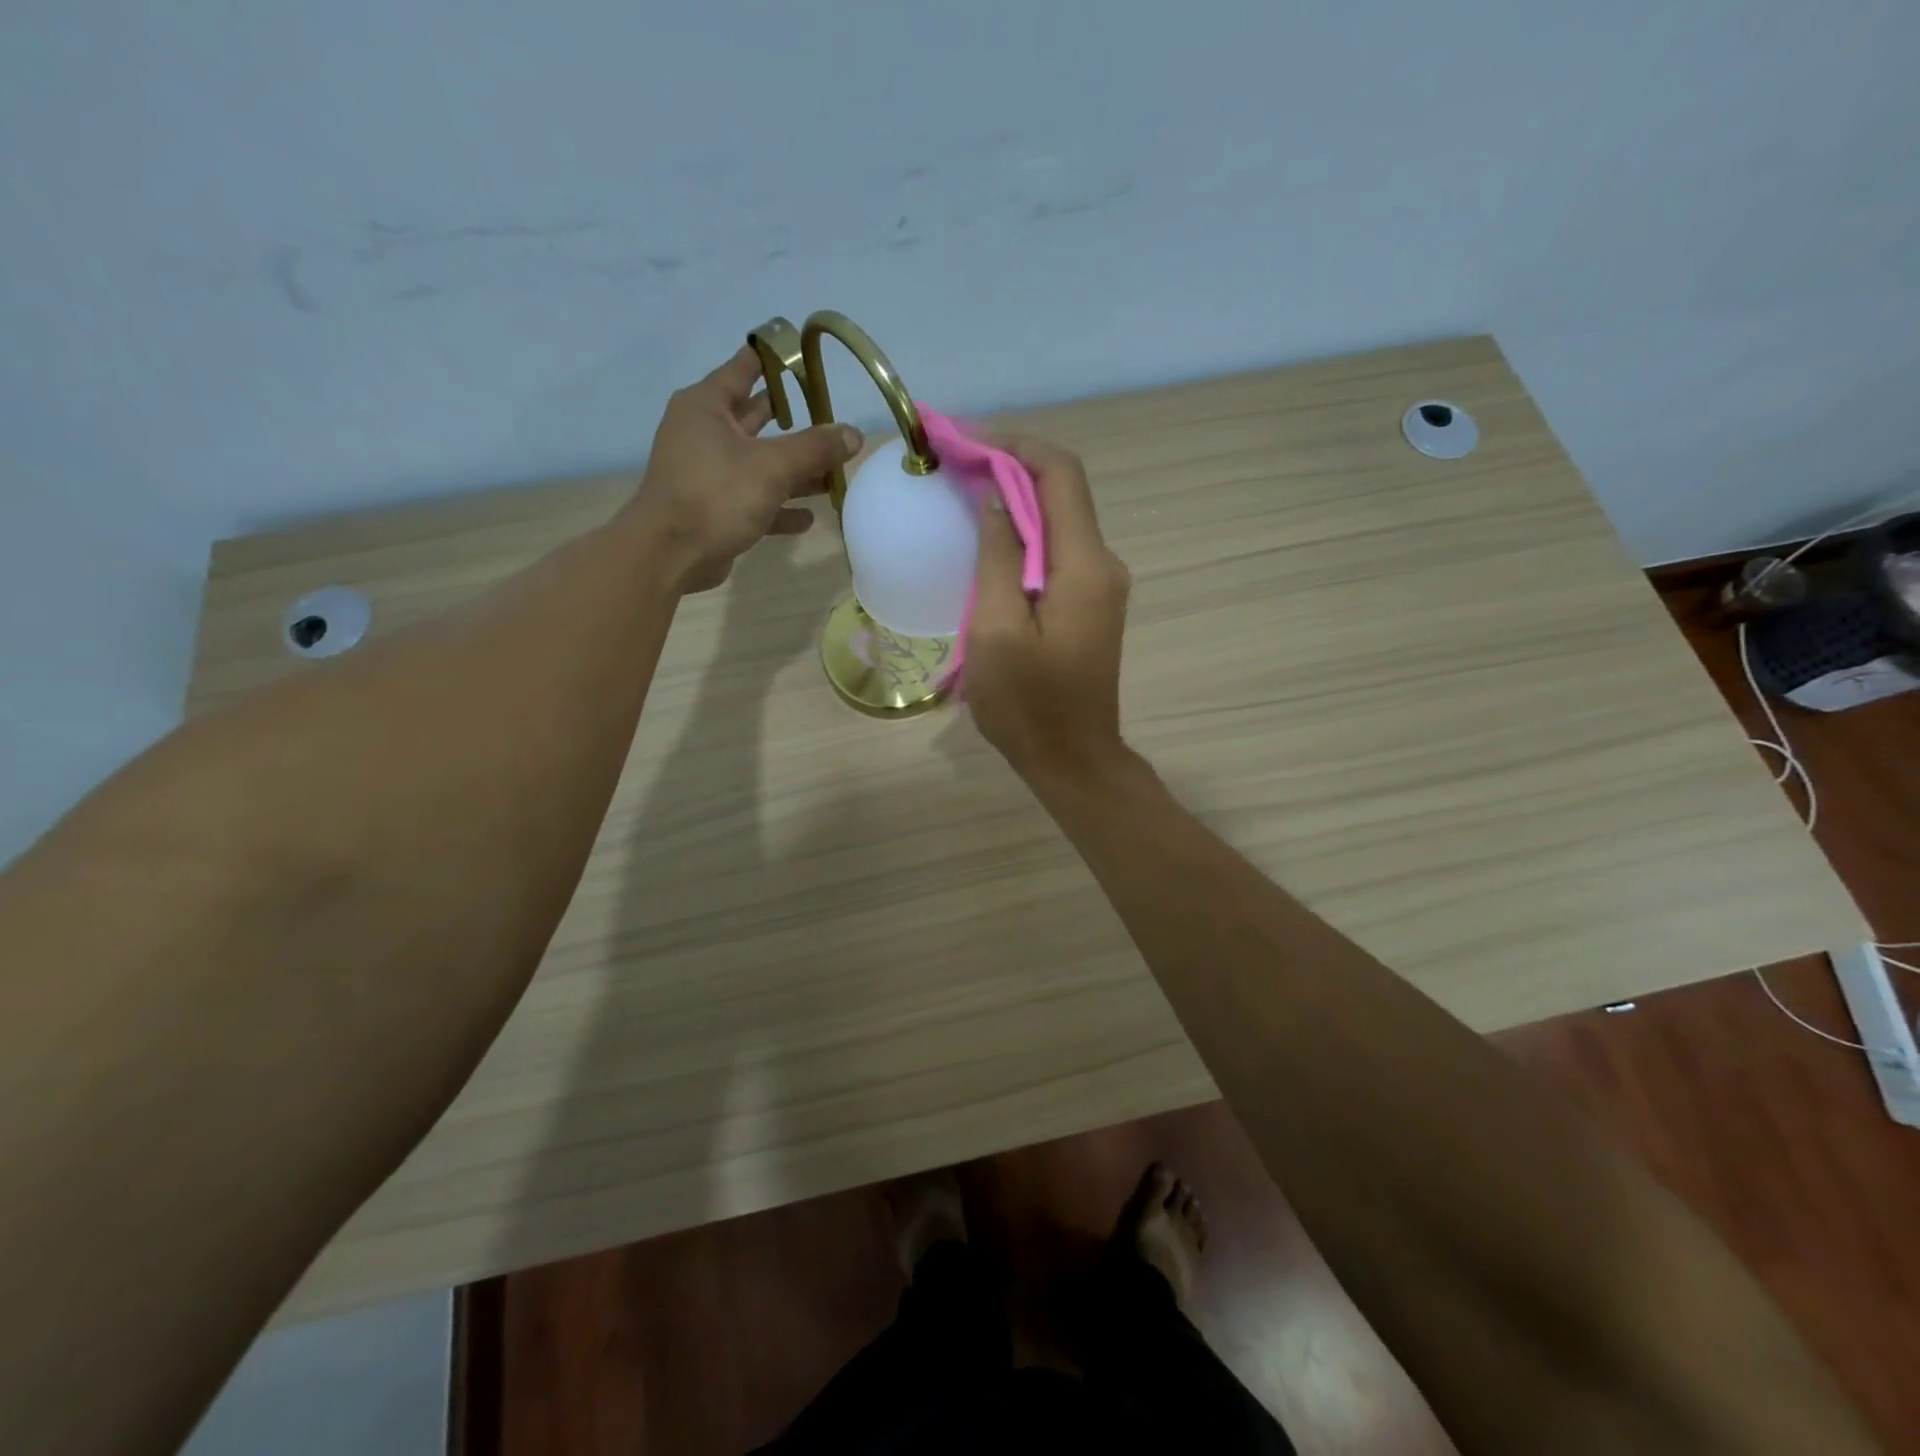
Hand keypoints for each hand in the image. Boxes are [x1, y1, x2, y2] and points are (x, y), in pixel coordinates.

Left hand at [630, 347, 862, 592]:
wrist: (672, 553)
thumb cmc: (717, 494)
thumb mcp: (773, 466)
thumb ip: (816, 448)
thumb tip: (854, 435)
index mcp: (708, 406)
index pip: (745, 368)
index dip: (774, 359)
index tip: (802, 352)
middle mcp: (705, 433)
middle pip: (757, 419)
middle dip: (795, 423)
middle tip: (830, 418)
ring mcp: (709, 473)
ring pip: (760, 464)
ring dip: (796, 471)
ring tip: (833, 476)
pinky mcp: (715, 509)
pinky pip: (755, 501)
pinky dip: (780, 507)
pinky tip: (808, 518)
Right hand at [965, 434, 1131, 782]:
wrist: (1073, 759)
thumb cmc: (1028, 704)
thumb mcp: (996, 630)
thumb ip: (997, 557)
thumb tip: (993, 497)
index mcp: (1084, 565)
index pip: (1059, 474)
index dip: (1014, 444)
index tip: (963, 439)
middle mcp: (1102, 564)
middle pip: (1062, 491)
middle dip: (1010, 464)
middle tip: (954, 461)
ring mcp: (1100, 585)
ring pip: (1059, 519)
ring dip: (1014, 497)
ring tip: (963, 490)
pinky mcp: (1089, 604)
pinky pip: (1057, 550)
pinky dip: (1023, 531)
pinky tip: (988, 537)